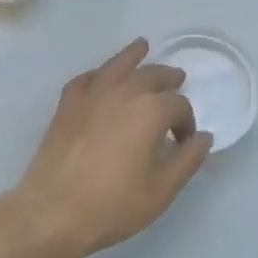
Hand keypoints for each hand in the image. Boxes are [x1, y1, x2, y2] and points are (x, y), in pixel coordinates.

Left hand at [6, 39, 213, 257]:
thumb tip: (203, 137)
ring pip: (117, 65)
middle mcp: (123, 92)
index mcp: (151, 111)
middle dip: (168, 79)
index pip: (178, 105)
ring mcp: (92, 95)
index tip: (183, 142)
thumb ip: (188, 160)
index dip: (186, 122)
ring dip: (133, 55)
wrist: (53, 211)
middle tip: (177, 81)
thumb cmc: (113, 204)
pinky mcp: (67, 105)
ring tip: (142, 46)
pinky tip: (101, 77)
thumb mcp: (162, 190)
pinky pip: (87, 79)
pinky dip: (98, 74)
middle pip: (152, 75)